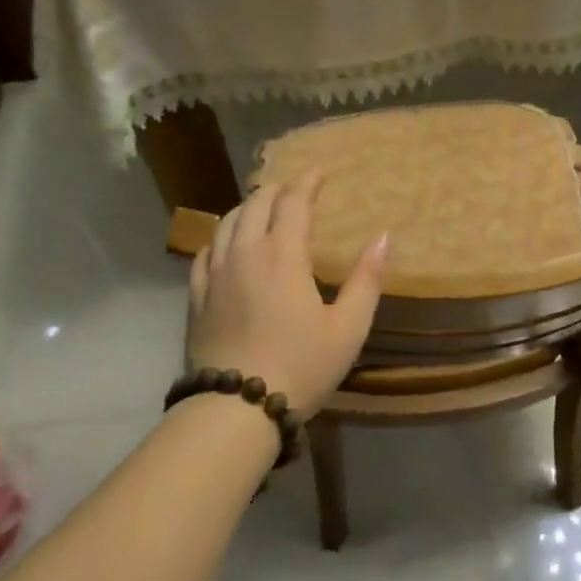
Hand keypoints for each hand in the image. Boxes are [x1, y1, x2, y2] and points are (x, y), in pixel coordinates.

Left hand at [186, 173, 388, 415]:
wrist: (236, 408)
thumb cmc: (301, 367)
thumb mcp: (348, 328)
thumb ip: (367, 280)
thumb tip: (384, 237)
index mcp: (283, 256)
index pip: (293, 203)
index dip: (308, 182)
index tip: (320, 172)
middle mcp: (244, 254)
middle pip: (256, 204)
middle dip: (277, 189)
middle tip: (295, 189)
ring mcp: (215, 273)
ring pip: (227, 222)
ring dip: (248, 207)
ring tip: (262, 207)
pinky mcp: (196, 295)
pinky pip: (206, 250)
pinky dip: (221, 235)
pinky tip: (227, 242)